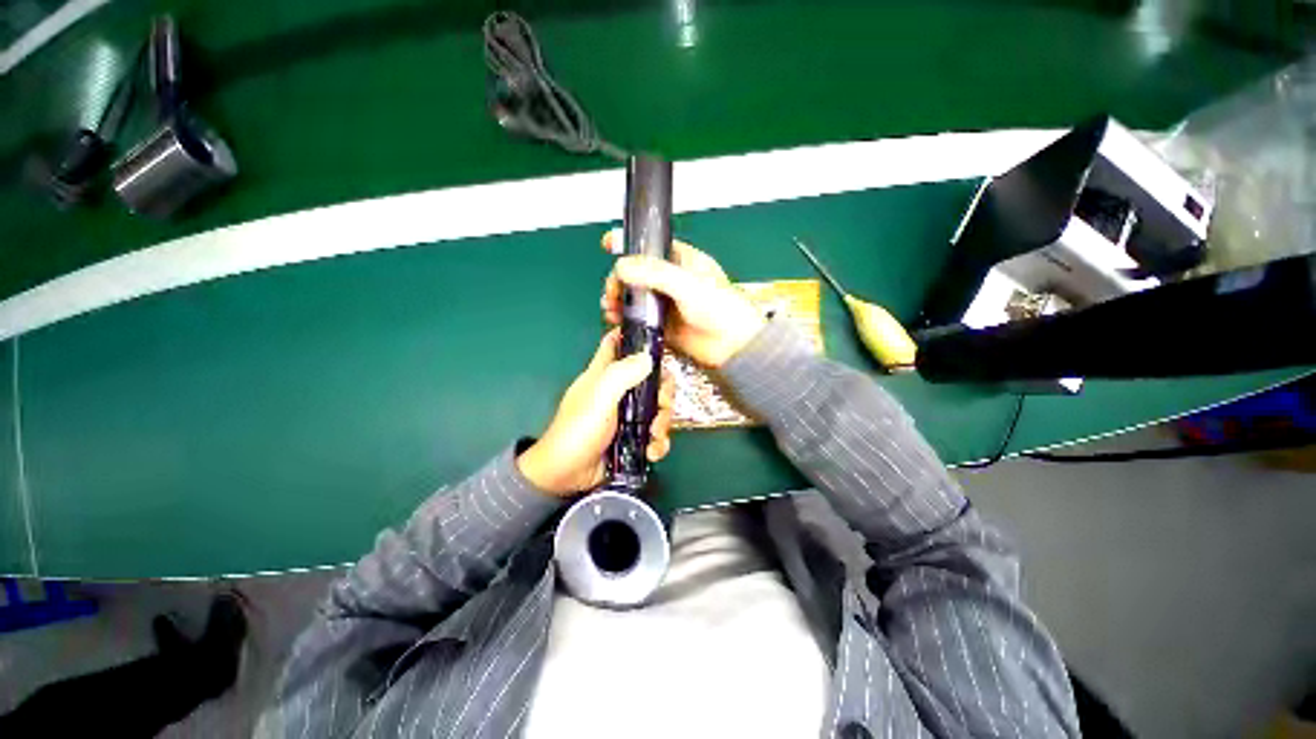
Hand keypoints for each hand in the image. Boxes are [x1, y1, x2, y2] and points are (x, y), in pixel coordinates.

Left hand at [517, 330, 675, 496]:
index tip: (656, 343)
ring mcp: (627, 416)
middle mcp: (619, 391)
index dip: (634, 337)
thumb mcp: (599, 397)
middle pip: (651, 379)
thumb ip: (622, 374)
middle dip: (663, 392)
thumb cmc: (578, 430)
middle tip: (661, 405)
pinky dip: (658, 443)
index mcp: (605, 374)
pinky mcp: (633, 437)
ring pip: (657, 408)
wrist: (567, 476)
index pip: (617, 343)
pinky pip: (654, 434)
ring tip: (653, 437)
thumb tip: (649, 357)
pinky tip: (651, 452)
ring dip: (662, 423)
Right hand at [601, 231, 764, 368]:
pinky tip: (617, 319)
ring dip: (620, 299)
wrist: (733, 348)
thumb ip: (656, 273)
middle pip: (637, 273)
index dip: (631, 243)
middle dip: (620, 279)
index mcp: (683, 262)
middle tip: (613, 289)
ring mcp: (667, 304)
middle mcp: (673, 281)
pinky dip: (625, 318)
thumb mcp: (689, 284)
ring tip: (610, 305)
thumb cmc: (724, 310)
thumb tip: (623, 266)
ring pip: (635, 297)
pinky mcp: (663, 325)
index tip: (609, 242)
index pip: (652, 247)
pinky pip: (638, 318)